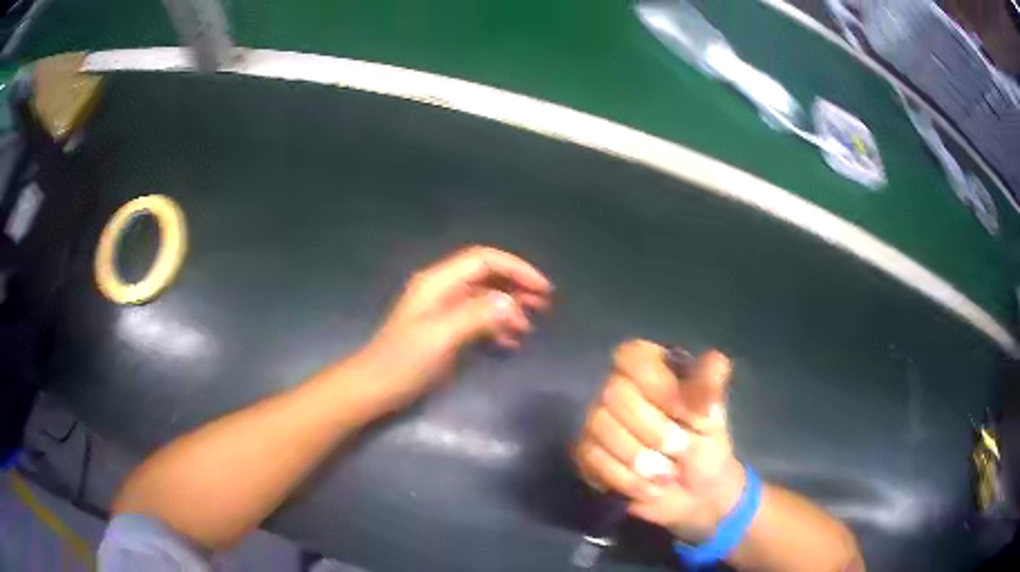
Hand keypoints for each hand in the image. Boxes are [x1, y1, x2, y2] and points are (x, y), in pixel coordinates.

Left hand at [359, 245, 551, 410]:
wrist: (375, 388)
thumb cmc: (403, 361)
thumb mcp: (440, 337)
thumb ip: (476, 315)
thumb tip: (511, 302)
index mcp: (438, 282)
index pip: (484, 260)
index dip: (516, 268)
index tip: (542, 289)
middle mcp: (442, 289)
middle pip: (486, 276)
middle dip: (516, 287)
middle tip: (543, 306)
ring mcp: (442, 311)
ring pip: (484, 298)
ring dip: (508, 308)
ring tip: (528, 328)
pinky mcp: (444, 331)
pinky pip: (477, 319)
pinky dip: (496, 327)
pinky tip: (510, 343)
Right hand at [574, 340, 744, 542]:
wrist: (694, 494)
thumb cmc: (705, 444)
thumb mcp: (715, 412)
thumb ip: (710, 385)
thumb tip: (706, 374)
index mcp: (649, 368)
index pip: (632, 357)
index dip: (658, 385)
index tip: (687, 412)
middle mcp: (617, 387)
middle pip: (614, 393)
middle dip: (654, 430)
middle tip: (682, 449)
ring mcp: (597, 421)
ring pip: (600, 426)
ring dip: (640, 457)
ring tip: (669, 474)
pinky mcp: (586, 453)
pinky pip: (592, 458)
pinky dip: (627, 479)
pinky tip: (650, 488)